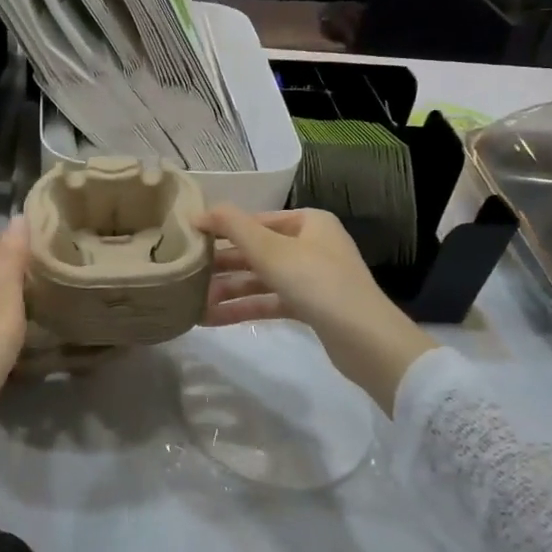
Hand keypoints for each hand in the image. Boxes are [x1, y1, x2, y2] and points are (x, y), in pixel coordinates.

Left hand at [0, 218, 29, 429]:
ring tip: (39, 298)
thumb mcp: (1, 308)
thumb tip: (19, 217)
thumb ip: (12, 265)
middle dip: (11, 267)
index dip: (13, 241)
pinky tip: (17, 335)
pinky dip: (1, 321)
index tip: (48, 244)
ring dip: (6, 295)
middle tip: (49, 270)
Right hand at [195, 205, 434, 414]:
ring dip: (228, 289)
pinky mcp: (311, 307)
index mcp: (309, 222)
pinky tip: (211, 319)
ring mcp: (312, 278)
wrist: (365, 340)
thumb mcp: (270, 250)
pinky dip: (243, 308)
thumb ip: (233, 227)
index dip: (222, 229)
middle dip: (222, 265)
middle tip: (186, 273)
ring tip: (192, 302)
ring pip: (261, 279)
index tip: (189, 239)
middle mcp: (312, 245)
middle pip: (257, 250)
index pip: (256, 220)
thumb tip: (198, 211)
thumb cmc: (316, 282)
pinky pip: (270, 301)